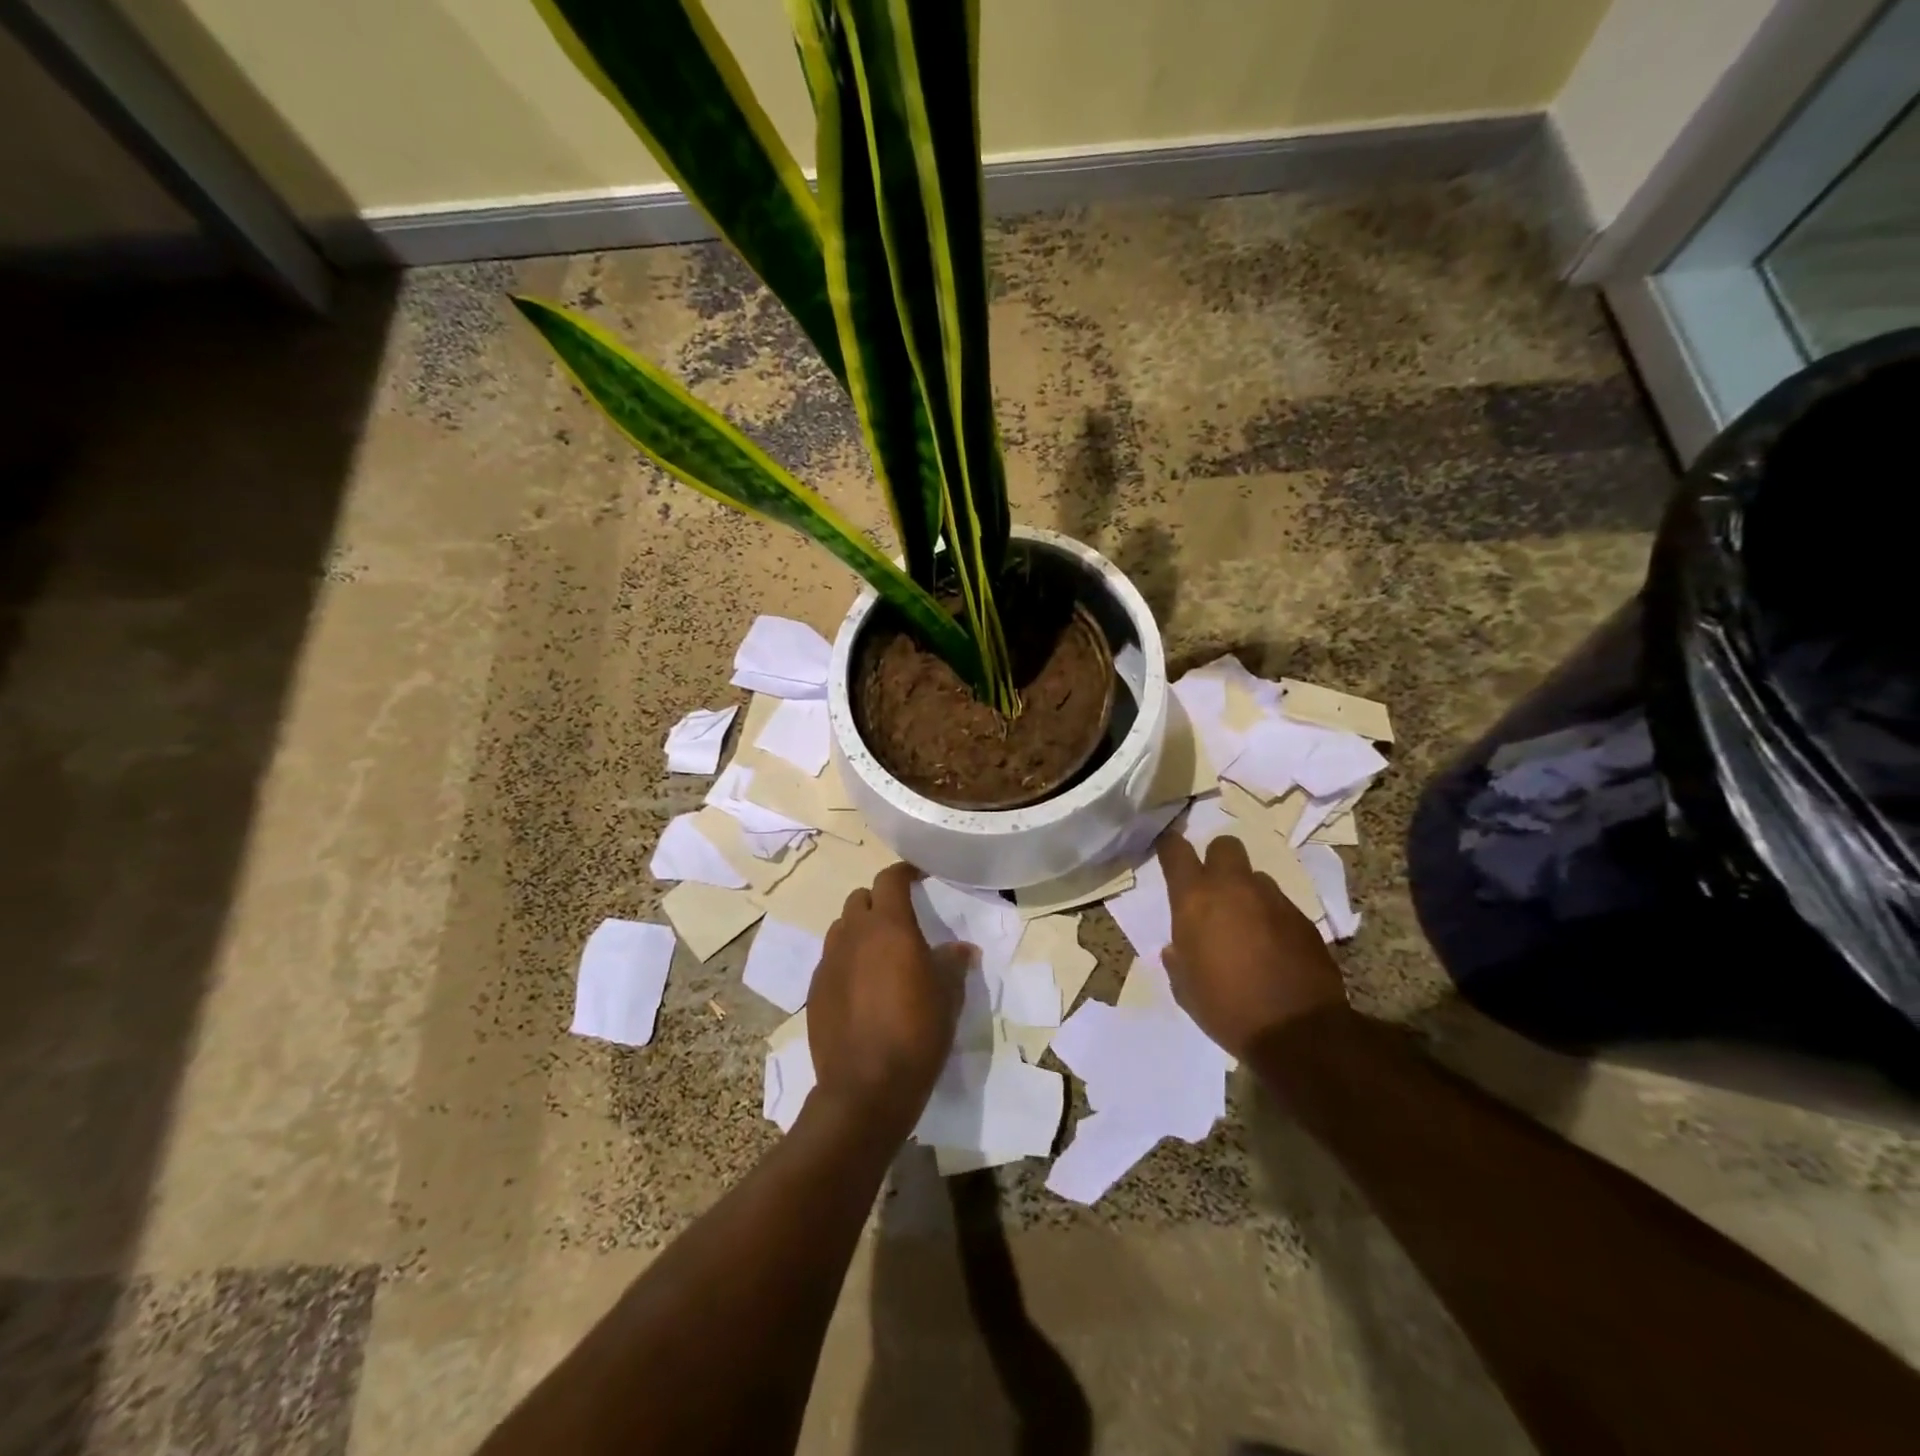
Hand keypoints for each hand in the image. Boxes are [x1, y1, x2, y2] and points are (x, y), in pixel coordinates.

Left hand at [806, 862, 969, 1135]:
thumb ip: (953, 963)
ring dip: (859, 930)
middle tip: (900, 920)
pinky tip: (861, 987)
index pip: (889, 879)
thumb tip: (961, 949)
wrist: (866, 1087)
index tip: (919, 876)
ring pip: (842, 928)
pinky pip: (831, 960)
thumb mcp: (948, 996)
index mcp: (889, 926)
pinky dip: (846, 960)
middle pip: (860, 899)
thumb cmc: (917, 1032)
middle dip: (879, 901)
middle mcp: (854, 935)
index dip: (904, 872)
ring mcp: (829, 962)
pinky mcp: (815, 990)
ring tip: (879, 953)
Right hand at [1156, 830, 1347, 1057]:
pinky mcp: (1303, 919)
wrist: (1297, 1032)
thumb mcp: (1185, 988)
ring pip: (1256, 878)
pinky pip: (1280, 906)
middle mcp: (1234, 888)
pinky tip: (1273, 949)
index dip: (1170, 845)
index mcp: (1195, 900)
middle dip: (1217, 860)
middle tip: (1214, 890)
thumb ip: (1178, 959)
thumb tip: (1177, 949)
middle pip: (1225, 846)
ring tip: (1247, 926)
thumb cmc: (1226, 1008)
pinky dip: (1272, 919)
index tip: (1168, 850)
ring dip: (1247, 893)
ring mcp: (1273, 900)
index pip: (1176, 851)